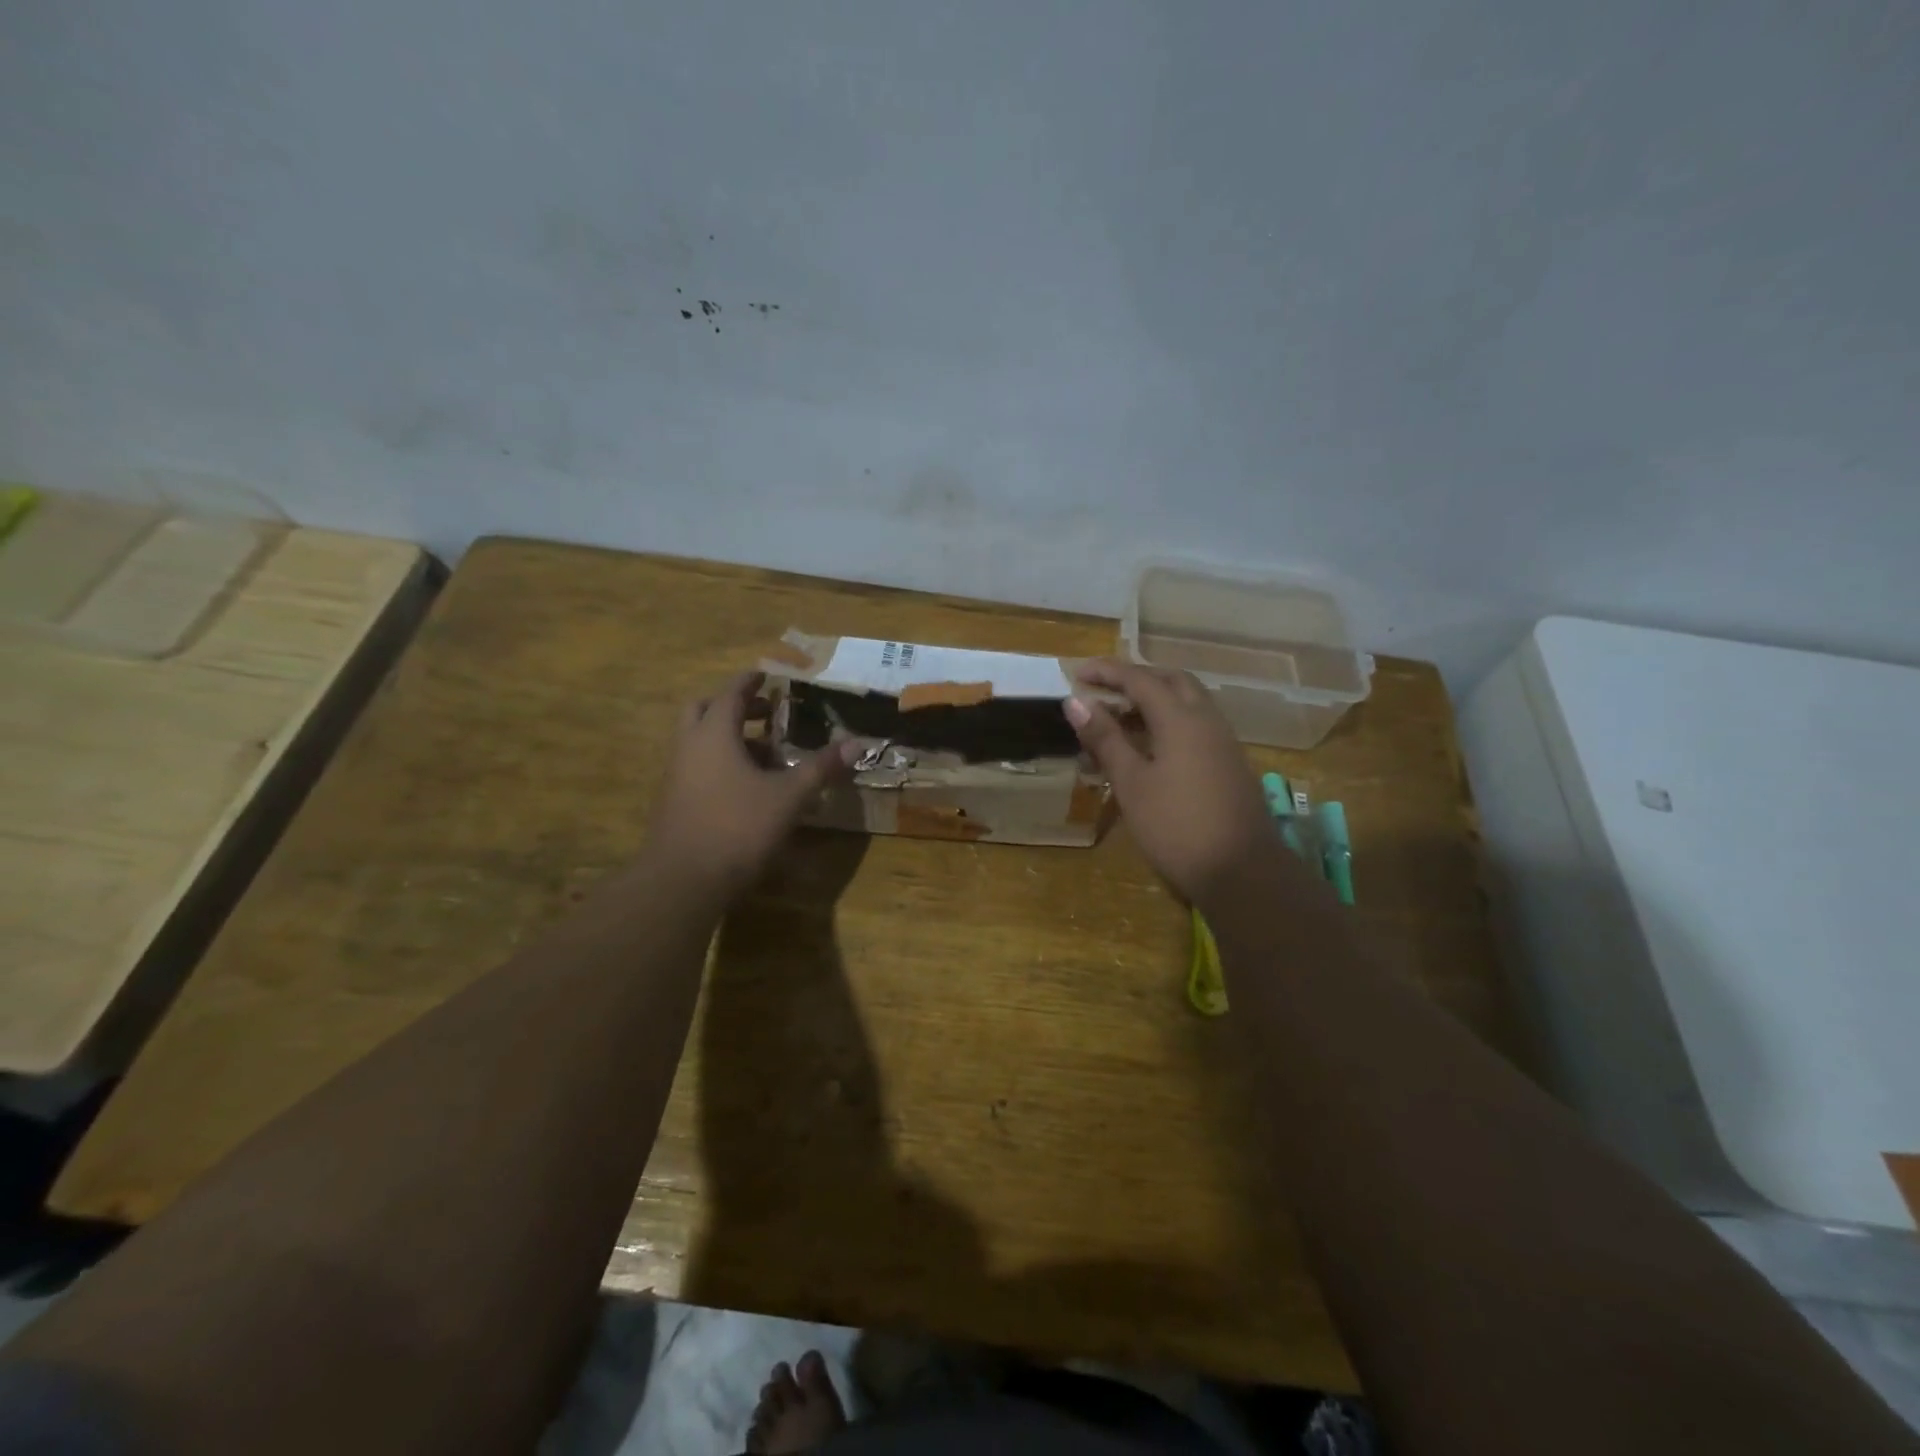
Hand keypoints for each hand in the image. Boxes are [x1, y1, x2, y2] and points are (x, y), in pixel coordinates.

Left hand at [644, 672, 857, 897]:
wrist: (682, 880)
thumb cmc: (738, 827)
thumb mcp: (788, 797)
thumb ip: (820, 767)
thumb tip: (858, 743)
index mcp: (713, 734)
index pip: (731, 693)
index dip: (751, 682)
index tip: (768, 676)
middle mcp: (689, 746)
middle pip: (705, 709)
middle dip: (735, 706)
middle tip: (767, 713)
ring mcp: (676, 775)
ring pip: (699, 740)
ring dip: (729, 737)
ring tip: (766, 753)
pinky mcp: (674, 801)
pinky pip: (697, 766)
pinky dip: (720, 762)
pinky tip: (748, 787)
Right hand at [1063, 659, 1277, 906]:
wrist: (1243, 872)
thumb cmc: (1177, 826)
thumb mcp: (1132, 783)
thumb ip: (1105, 738)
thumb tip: (1076, 701)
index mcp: (1181, 719)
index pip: (1140, 679)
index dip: (1107, 672)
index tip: (1077, 672)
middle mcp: (1207, 720)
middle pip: (1172, 681)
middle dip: (1136, 678)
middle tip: (1104, 690)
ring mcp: (1223, 742)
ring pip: (1188, 703)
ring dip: (1155, 700)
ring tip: (1120, 718)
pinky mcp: (1230, 764)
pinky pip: (1196, 725)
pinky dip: (1169, 722)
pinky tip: (1151, 748)